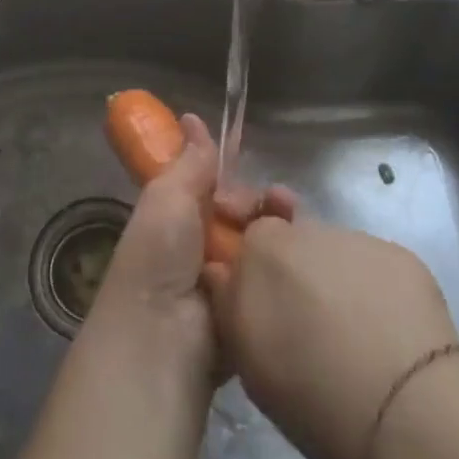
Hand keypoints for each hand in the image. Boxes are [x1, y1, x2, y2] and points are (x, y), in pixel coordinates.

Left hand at [89, 115, 294, 381]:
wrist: (164, 340)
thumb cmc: (158, 258)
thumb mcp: (168, 197)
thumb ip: (189, 161)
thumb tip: (192, 118)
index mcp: (174, 217)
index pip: (208, 186)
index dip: (228, 172)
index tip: (249, 157)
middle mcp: (198, 246)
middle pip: (240, 212)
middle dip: (258, 200)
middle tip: (276, 200)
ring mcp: (225, 279)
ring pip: (260, 241)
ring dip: (277, 224)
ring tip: (291, 214)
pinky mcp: (249, 308)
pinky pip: (271, 277)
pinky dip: (285, 261)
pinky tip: (301, 251)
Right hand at [201, 215, 458, 458]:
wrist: (412, 408)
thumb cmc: (317, 395)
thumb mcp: (250, 362)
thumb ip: (229, 304)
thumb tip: (222, 274)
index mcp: (261, 250)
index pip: (244, 237)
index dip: (249, 264)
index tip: (256, 295)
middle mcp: (305, 230)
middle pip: (288, 239)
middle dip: (289, 268)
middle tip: (299, 317)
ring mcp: (356, 238)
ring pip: (331, 252)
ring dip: (330, 277)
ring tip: (346, 328)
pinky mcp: (400, 254)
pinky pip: (371, 265)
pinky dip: (370, 287)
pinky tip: (383, 327)